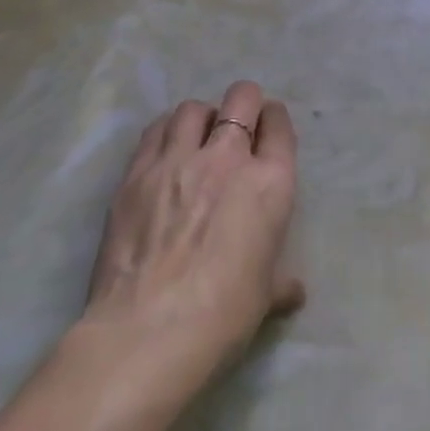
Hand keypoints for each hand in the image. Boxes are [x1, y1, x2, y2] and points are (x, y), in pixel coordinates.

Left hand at [81, 81, 304, 383]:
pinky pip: (155, 131)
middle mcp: (228, 157)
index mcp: (271, 182)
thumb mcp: (266, 294)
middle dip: (244, 104)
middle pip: (241, 98)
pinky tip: (165, 153)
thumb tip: (293, 293)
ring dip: (201, 118)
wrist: (150, 332)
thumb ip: (281, 282)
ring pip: (193, 109)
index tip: (269, 129)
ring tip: (196, 138)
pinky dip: (165, 132)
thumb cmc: (224, 313)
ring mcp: (178, 161)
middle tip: (237, 126)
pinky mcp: (136, 174)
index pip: (279, 125)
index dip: (275, 121)